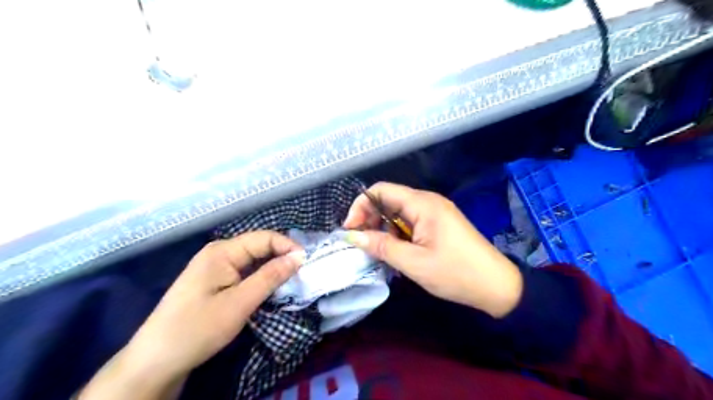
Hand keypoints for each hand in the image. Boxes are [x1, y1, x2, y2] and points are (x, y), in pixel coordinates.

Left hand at [78, 231, 305, 399]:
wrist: (155, 361)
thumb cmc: (197, 329)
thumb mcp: (240, 303)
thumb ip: (270, 277)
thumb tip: (299, 256)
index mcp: (222, 251)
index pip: (263, 238)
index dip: (287, 247)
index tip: (307, 263)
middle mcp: (218, 253)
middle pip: (258, 246)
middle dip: (281, 256)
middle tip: (303, 272)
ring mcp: (215, 267)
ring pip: (252, 260)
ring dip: (272, 268)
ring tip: (292, 279)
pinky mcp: (214, 281)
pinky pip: (244, 272)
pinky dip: (260, 277)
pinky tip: (270, 287)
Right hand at [343, 181, 522, 318]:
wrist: (496, 286)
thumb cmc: (456, 273)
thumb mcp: (414, 262)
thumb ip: (381, 246)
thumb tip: (351, 235)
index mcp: (422, 204)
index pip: (381, 190)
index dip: (360, 206)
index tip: (350, 230)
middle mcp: (428, 201)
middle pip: (388, 199)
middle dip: (370, 218)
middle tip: (362, 243)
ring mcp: (435, 212)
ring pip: (398, 212)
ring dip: (383, 228)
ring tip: (378, 251)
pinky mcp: (438, 224)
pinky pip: (410, 222)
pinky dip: (397, 233)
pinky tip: (396, 251)